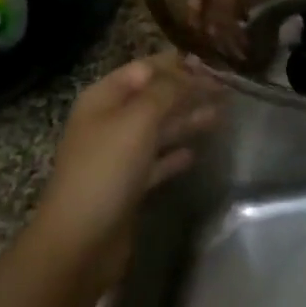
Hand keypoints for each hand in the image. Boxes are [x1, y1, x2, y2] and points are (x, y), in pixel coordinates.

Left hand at [31, 53, 221, 291]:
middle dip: (187, 90)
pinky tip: (196, 153)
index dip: (177, 63)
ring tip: (222, 114)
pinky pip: (156, 162)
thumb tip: (190, 72)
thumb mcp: (138, 120)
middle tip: (226, 88)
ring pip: (158, 129)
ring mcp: (117, 156)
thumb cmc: (106, 170)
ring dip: (187, 120)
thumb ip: (166, 91)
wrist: (79, 243)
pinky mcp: (127, 186)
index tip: (213, 63)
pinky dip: (175, 155)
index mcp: (104, 98)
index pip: (145, 68)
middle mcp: (109, 122)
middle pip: (154, 98)